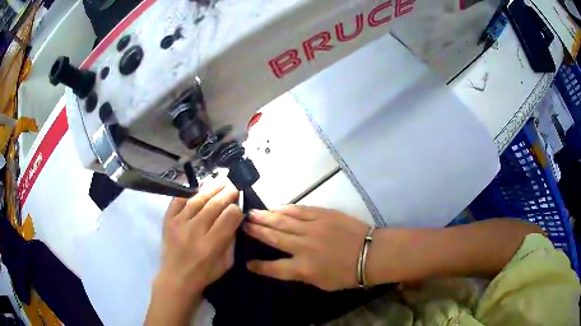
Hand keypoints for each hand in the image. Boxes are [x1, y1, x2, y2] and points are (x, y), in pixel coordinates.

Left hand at [146, 183, 243, 324]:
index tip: (239, 208)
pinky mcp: (168, 220)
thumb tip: (235, 218)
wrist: (176, 278)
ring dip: (211, 188)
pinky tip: (198, 187)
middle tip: (234, 186)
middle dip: (227, 193)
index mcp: (211, 245)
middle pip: (214, 205)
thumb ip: (232, 240)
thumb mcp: (227, 263)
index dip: (236, 209)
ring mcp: (179, 224)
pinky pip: (178, 200)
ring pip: (197, 199)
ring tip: (221, 181)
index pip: (229, 217)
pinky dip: (188, 192)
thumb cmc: (205, 273)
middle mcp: (194, 231)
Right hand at [244, 205, 370, 290]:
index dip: (259, 266)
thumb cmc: (347, 274)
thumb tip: (287, 264)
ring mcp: (313, 228)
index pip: (274, 268)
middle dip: (256, 231)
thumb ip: (301, 273)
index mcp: (303, 268)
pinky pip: (300, 211)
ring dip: (266, 217)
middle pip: (274, 237)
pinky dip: (287, 209)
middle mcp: (303, 247)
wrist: (370, 254)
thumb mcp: (321, 283)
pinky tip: (277, 207)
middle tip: (243, 224)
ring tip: (252, 213)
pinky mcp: (323, 215)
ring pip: (284, 221)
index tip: (248, 262)